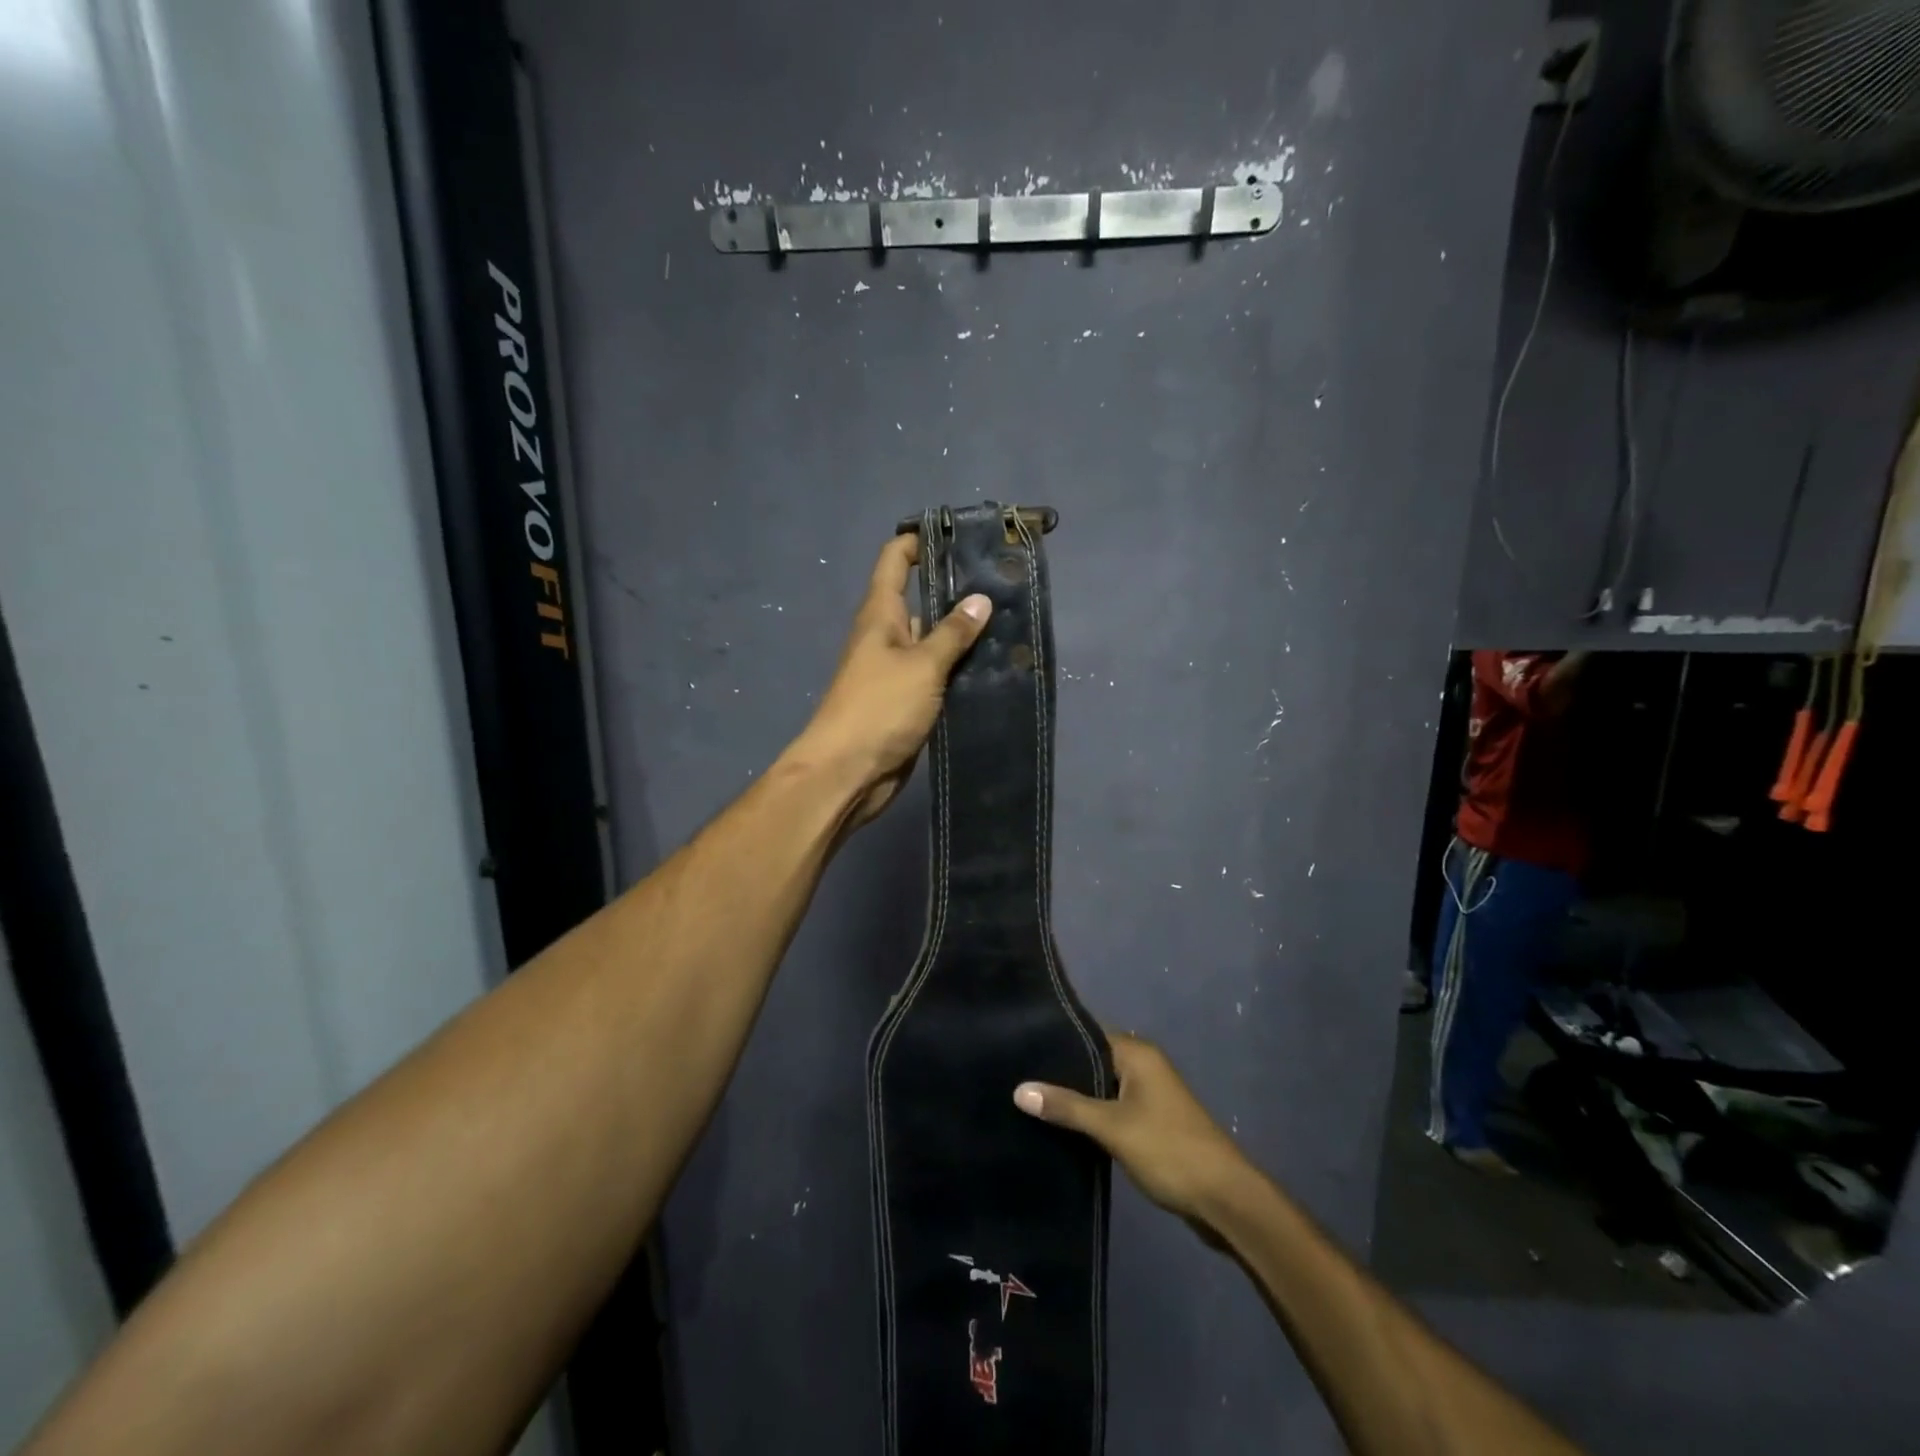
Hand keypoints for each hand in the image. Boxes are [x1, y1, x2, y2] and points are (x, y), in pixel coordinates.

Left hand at [790, 533, 990, 827]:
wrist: (849, 773)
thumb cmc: (879, 708)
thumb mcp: (921, 665)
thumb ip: (951, 633)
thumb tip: (980, 598)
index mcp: (880, 615)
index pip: (896, 560)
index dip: (921, 540)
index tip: (961, 533)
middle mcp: (887, 635)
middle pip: (922, 599)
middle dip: (957, 589)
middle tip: (1004, 582)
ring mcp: (897, 670)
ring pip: (934, 640)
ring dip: (964, 633)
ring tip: (1011, 621)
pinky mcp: (909, 700)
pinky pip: (938, 674)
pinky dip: (961, 669)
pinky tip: (994, 666)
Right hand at [1014, 1033, 1248, 1226]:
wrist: (1225, 1200)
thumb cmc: (1169, 1150)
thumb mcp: (1112, 1127)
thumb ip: (1066, 1107)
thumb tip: (1018, 1090)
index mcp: (1138, 1053)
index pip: (1087, 1035)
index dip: (1055, 1042)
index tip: (1018, 1051)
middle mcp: (1144, 1066)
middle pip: (1093, 1062)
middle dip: (1060, 1073)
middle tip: (1017, 1081)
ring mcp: (1150, 1096)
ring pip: (1102, 1088)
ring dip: (1075, 1098)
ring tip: (1031, 1104)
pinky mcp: (1151, 1123)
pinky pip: (1112, 1109)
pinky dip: (1092, 1117)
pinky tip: (1063, 1129)